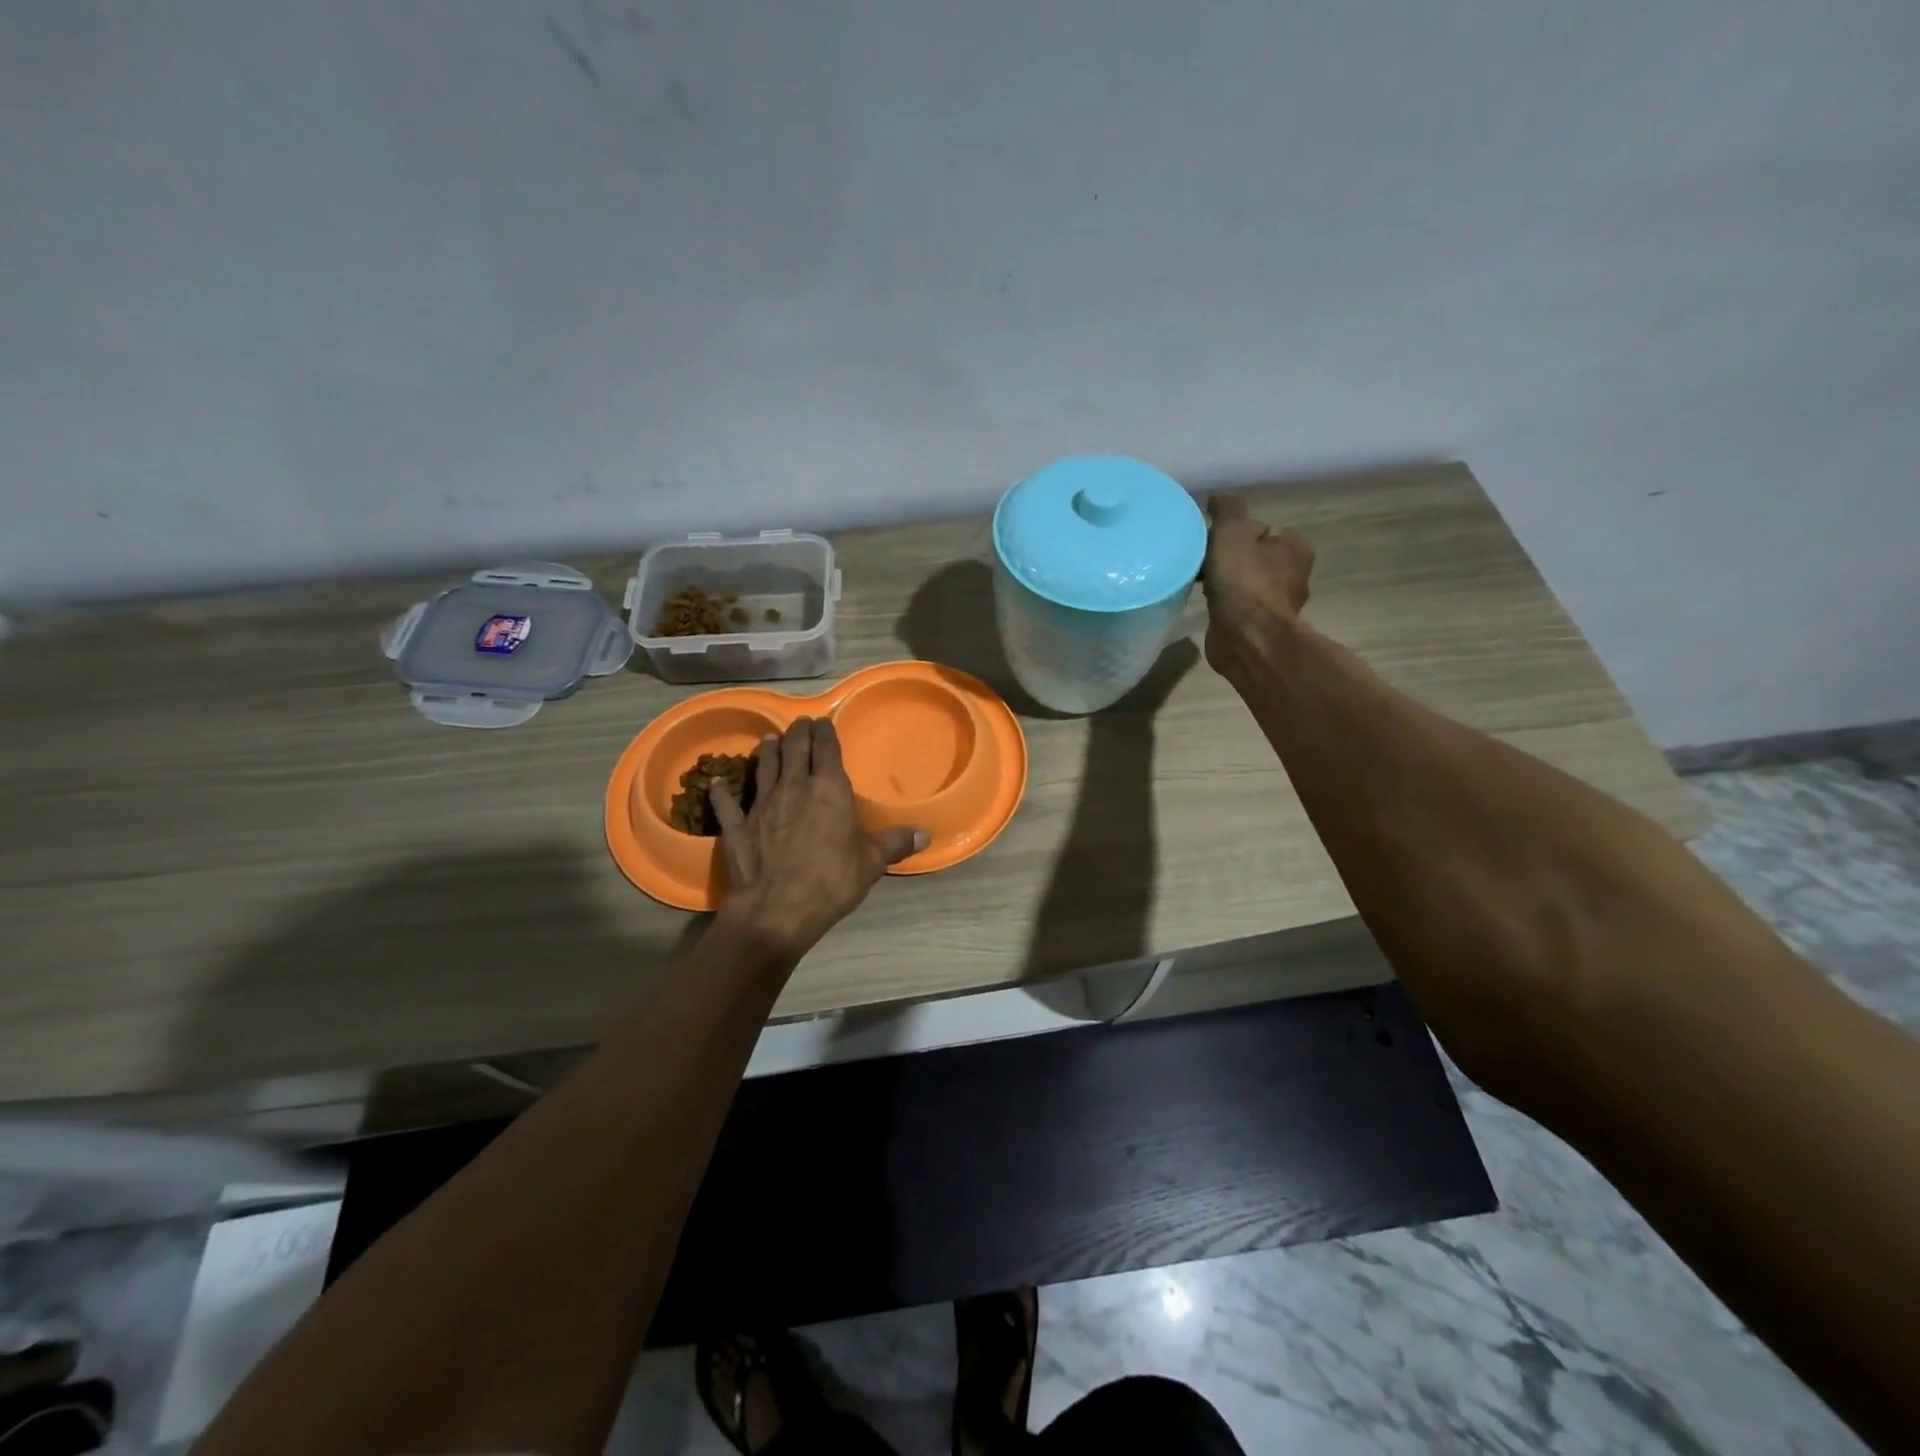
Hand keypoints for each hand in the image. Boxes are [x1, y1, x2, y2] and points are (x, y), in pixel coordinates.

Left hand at [709, 717, 927, 961]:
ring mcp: (761, 804)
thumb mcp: (871, 863)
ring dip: (767, 751)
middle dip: (798, 733)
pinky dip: (722, 791)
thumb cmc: (831, 881)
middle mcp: (794, 787)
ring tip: (769, 740)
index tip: (822, 721)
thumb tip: (925, 835)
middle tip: (800, 725)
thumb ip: (895, 843)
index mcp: (829, 789)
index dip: (825, 732)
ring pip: (763, 766)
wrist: (777, 909)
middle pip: (794, 749)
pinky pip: (727, 803)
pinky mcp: (737, 826)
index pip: (826, 749)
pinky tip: (716, 781)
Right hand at [1200, 494, 1314, 675]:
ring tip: (1197, 583)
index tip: (1209, 541)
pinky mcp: (1258, 625)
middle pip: (1249, 554)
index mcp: (1294, 547)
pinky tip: (1205, 604)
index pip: (1258, 529)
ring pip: (1241, 581)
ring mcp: (1275, 602)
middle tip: (1200, 562)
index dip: (1230, 532)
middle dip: (1224, 557)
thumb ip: (1226, 508)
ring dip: (1221, 581)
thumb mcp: (1231, 531)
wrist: (1246, 638)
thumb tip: (1217, 497)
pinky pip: (1235, 604)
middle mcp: (1292, 574)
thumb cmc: (1243, 581)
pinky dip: (1221, 602)